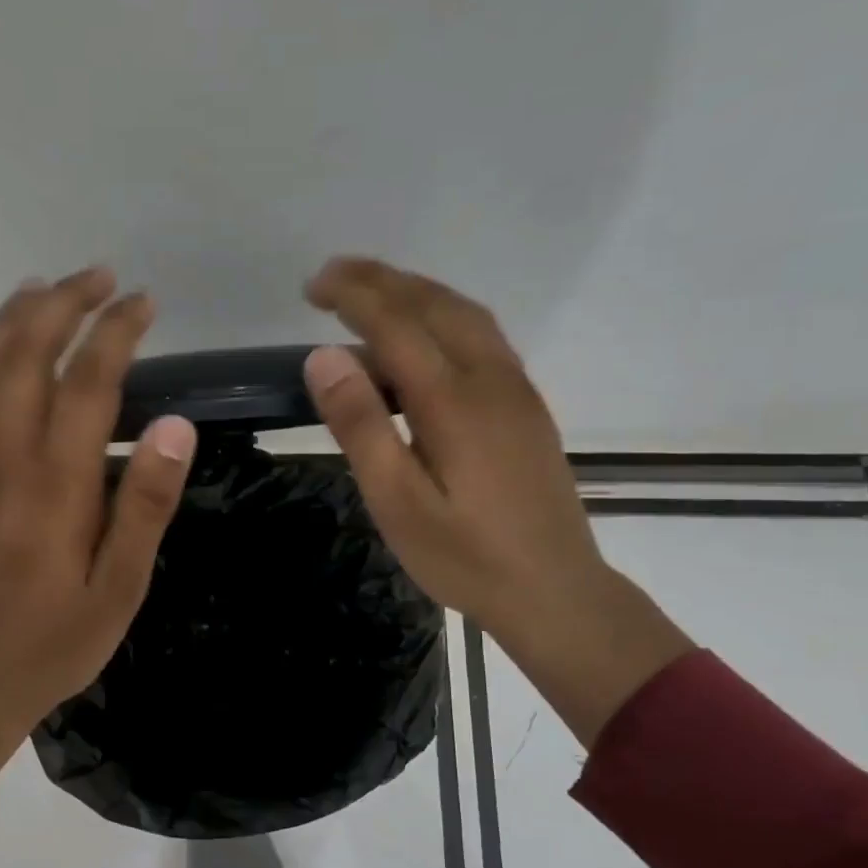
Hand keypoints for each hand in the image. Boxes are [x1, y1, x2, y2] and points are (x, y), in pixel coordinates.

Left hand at [0, 268, 197, 778]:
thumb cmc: (52, 643)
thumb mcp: (120, 589)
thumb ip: (145, 505)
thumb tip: (175, 426)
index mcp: (56, 485)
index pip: (88, 382)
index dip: (116, 332)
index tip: (145, 303)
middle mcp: (6, 459)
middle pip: (26, 356)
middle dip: (63, 304)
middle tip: (99, 275)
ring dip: (16, 319)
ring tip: (46, 286)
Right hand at [303, 258, 692, 742]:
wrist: (554, 591)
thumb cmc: (465, 556)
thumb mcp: (396, 502)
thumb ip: (361, 426)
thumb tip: (322, 357)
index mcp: (453, 400)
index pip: (396, 324)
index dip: (353, 296)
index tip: (313, 286)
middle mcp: (490, 379)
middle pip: (434, 305)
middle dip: (381, 281)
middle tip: (332, 277)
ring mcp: (515, 390)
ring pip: (465, 314)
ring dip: (416, 291)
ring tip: (372, 292)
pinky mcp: (526, 407)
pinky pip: (482, 336)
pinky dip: (444, 314)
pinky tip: (425, 334)